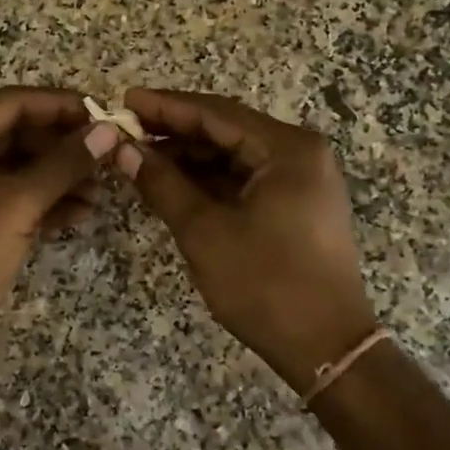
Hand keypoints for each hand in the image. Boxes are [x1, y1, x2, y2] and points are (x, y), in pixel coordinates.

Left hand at [0, 87, 122, 353]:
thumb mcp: (16, 204)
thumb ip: (64, 164)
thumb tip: (108, 131)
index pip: (12, 102)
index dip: (60, 106)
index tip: (103, 115)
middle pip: (15, 132)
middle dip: (62, 147)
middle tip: (107, 157)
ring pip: (14, 165)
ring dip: (56, 176)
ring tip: (100, 192)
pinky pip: (6, 193)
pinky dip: (39, 200)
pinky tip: (78, 213)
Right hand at [116, 89, 375, 392]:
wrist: (326, 349)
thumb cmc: (266, 284)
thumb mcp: (204, 231)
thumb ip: (162, 183)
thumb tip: (122, 149)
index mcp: (287, 150)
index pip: (216, 114)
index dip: (166, 106)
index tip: (124, 101)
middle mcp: (300, 154)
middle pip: (227, 130)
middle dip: (175, 130)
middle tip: (126, 130)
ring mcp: (301, 180)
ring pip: (234, 155)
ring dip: (189, 156)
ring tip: (140, 156)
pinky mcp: (296, 205)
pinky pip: (244, 178)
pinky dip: (208, 179)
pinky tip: (172, 182)